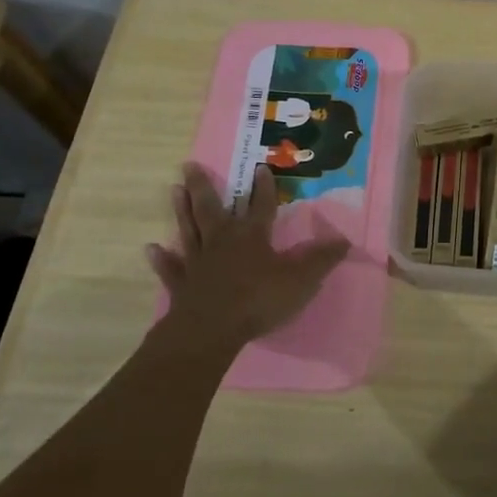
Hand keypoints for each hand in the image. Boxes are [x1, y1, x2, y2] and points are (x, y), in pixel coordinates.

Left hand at [144, 162, 350, 358]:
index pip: (261, 205)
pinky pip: (171, 268)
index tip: (261, 167)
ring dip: (181, 211)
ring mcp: (198, 262)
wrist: (211, 331)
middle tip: (189, 165)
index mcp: (252, 236)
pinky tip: (151, 248)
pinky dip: (161, 259)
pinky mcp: (182, 285)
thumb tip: (345, 241)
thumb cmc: (259, 300)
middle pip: (211, 208)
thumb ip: (322, 260)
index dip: (264, 187)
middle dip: (203, 186)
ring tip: (173, 190)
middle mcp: (222, 241)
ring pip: (189, 229)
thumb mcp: (301, 279)